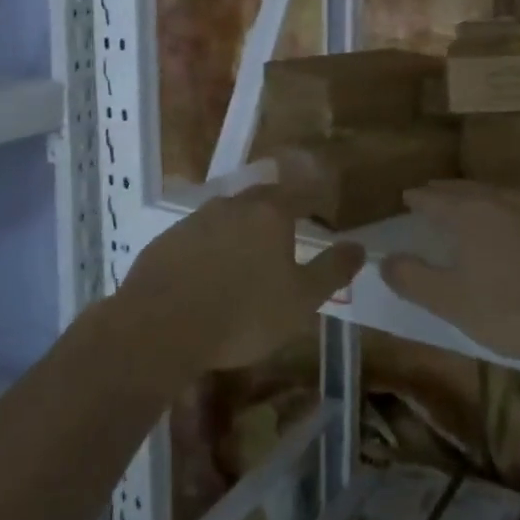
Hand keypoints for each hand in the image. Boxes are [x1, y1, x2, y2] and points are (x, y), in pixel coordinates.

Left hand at [122, 186, 363, 371]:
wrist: (159, 326)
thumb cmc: (243, 314)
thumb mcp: (301, 300)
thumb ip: (332, 270)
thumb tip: (359, 246)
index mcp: (270, 213)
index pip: (302, 193)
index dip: (316, 199)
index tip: (324, 211)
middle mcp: (233, 205)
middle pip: (263, 197)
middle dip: (279, 209)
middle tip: (288, 229)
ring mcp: (196, 219)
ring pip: (228, 214)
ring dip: (242, 227)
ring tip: (248, 253)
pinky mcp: (166, 240)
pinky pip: (199, 235)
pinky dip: (211, 246)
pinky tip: (209, 271)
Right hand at [380, 181, 519, 362]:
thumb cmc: (517, 308)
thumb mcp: (454, 303)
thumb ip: (414, 280)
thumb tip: (384, 260)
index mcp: (469, 213)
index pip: (433, 198)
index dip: (416, 199)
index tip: (406, 198)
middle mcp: (500, 200)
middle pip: (463, 189)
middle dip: (443, 192)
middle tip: (429, 195)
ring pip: (493, 194)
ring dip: (473, 197)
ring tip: (464, 206)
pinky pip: (517, 207)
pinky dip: (500, 210)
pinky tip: (508, 225)